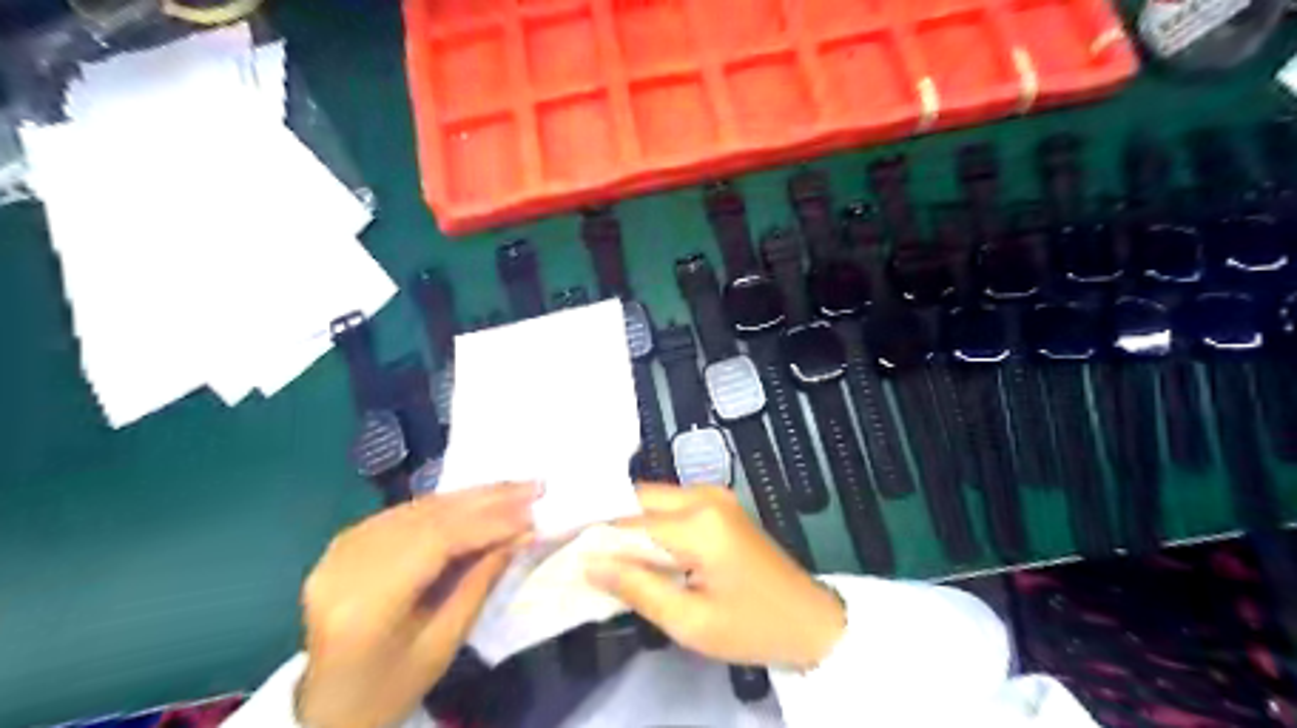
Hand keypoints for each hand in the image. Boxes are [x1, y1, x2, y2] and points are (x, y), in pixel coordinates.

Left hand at [295, 484, 540, 727]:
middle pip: (427, 517)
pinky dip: (446, 504)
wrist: (326, 706)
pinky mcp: (343, 543)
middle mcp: (345, 567)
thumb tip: (522, 534)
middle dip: (487, 500)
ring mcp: (339, 551)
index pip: (436, 543)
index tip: (533, 512)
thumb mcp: (444, 644)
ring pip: (417, 508)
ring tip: (513, 489)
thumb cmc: (391, 688)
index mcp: (365, 606)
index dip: (488, 523)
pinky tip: (476, 498)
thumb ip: (480, 582)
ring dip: (470, 496)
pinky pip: (404, 512)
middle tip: (533, 487)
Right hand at [582, 487, 847, 668]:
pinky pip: (669, 507)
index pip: (628, 523)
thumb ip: (637, 587)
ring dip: (625, 523)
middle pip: (637, 499)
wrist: (810, 619)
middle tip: (571, 548)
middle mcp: (704, 495)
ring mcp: (714, 495)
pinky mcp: (718, 504)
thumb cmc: (752, 627)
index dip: (590, 536)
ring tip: (596, 552)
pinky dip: (647, 524)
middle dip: (605, 522)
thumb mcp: (690, 622)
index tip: (554, 547)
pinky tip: (633, 548)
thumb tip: (588, 564)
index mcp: (699, 523)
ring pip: (651, 500)